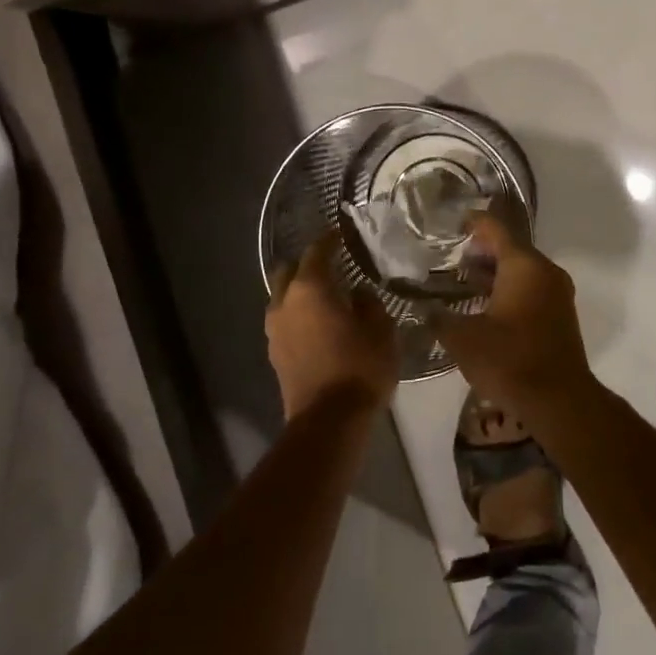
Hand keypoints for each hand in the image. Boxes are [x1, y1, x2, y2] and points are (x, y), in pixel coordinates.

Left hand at [266, 235, 398, 420]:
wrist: (329, 421)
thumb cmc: (360, 367)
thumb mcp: (380, 330)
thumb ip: (368, 303)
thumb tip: (357, 294)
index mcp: (310, 289)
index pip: (317, 251)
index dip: (329, 240)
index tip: (341, 233)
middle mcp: (284, 303)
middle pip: (288, 271)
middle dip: (306, 264)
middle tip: (330, 266)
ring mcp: (274, 330)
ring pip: (282, 298)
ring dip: (299, 293)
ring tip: (325, 298)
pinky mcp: (274, 354)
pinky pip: (284, 322)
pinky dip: (298, 316)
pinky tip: (318, 325)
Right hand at [431, 213, 594, 415]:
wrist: (559, 401)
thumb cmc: (509, 361)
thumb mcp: (463, 339)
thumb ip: (440, 318)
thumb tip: (426, 309)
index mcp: (523, 266)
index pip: (495, 229)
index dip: (471, 222)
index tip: (450, 223)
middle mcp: (545, 271)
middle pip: (510, 248)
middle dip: (480, 250)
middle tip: (449, 256)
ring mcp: (557, 293)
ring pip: (521, 270)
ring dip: (494, 272)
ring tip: (462, 281)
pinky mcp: (560, 315)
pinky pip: (531, 289)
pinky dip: (508, 289)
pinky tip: (484, 306)